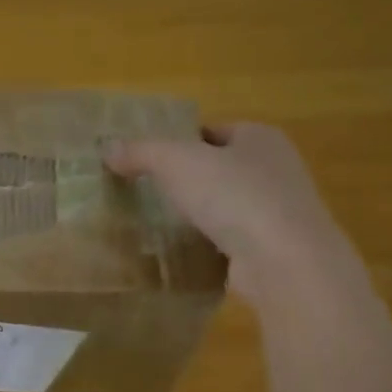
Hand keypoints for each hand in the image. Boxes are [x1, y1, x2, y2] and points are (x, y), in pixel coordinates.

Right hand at [105, 123, 355, 301]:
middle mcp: (274, 169)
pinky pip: (230, 241)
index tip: (146, 163)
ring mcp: (276, 212)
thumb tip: (107, 147)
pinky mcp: (271, 249)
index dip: (178, 143)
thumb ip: (141, 152)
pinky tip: (182, 254)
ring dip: (197, 215)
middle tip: (144, 195)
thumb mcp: (177, 162)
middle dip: (186, 181)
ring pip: (225, 207)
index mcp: (259, 137)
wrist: (283, 260)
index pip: (211, 131)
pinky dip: (208, 246)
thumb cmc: (235, 196)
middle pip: (218, 169)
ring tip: (156, 226)